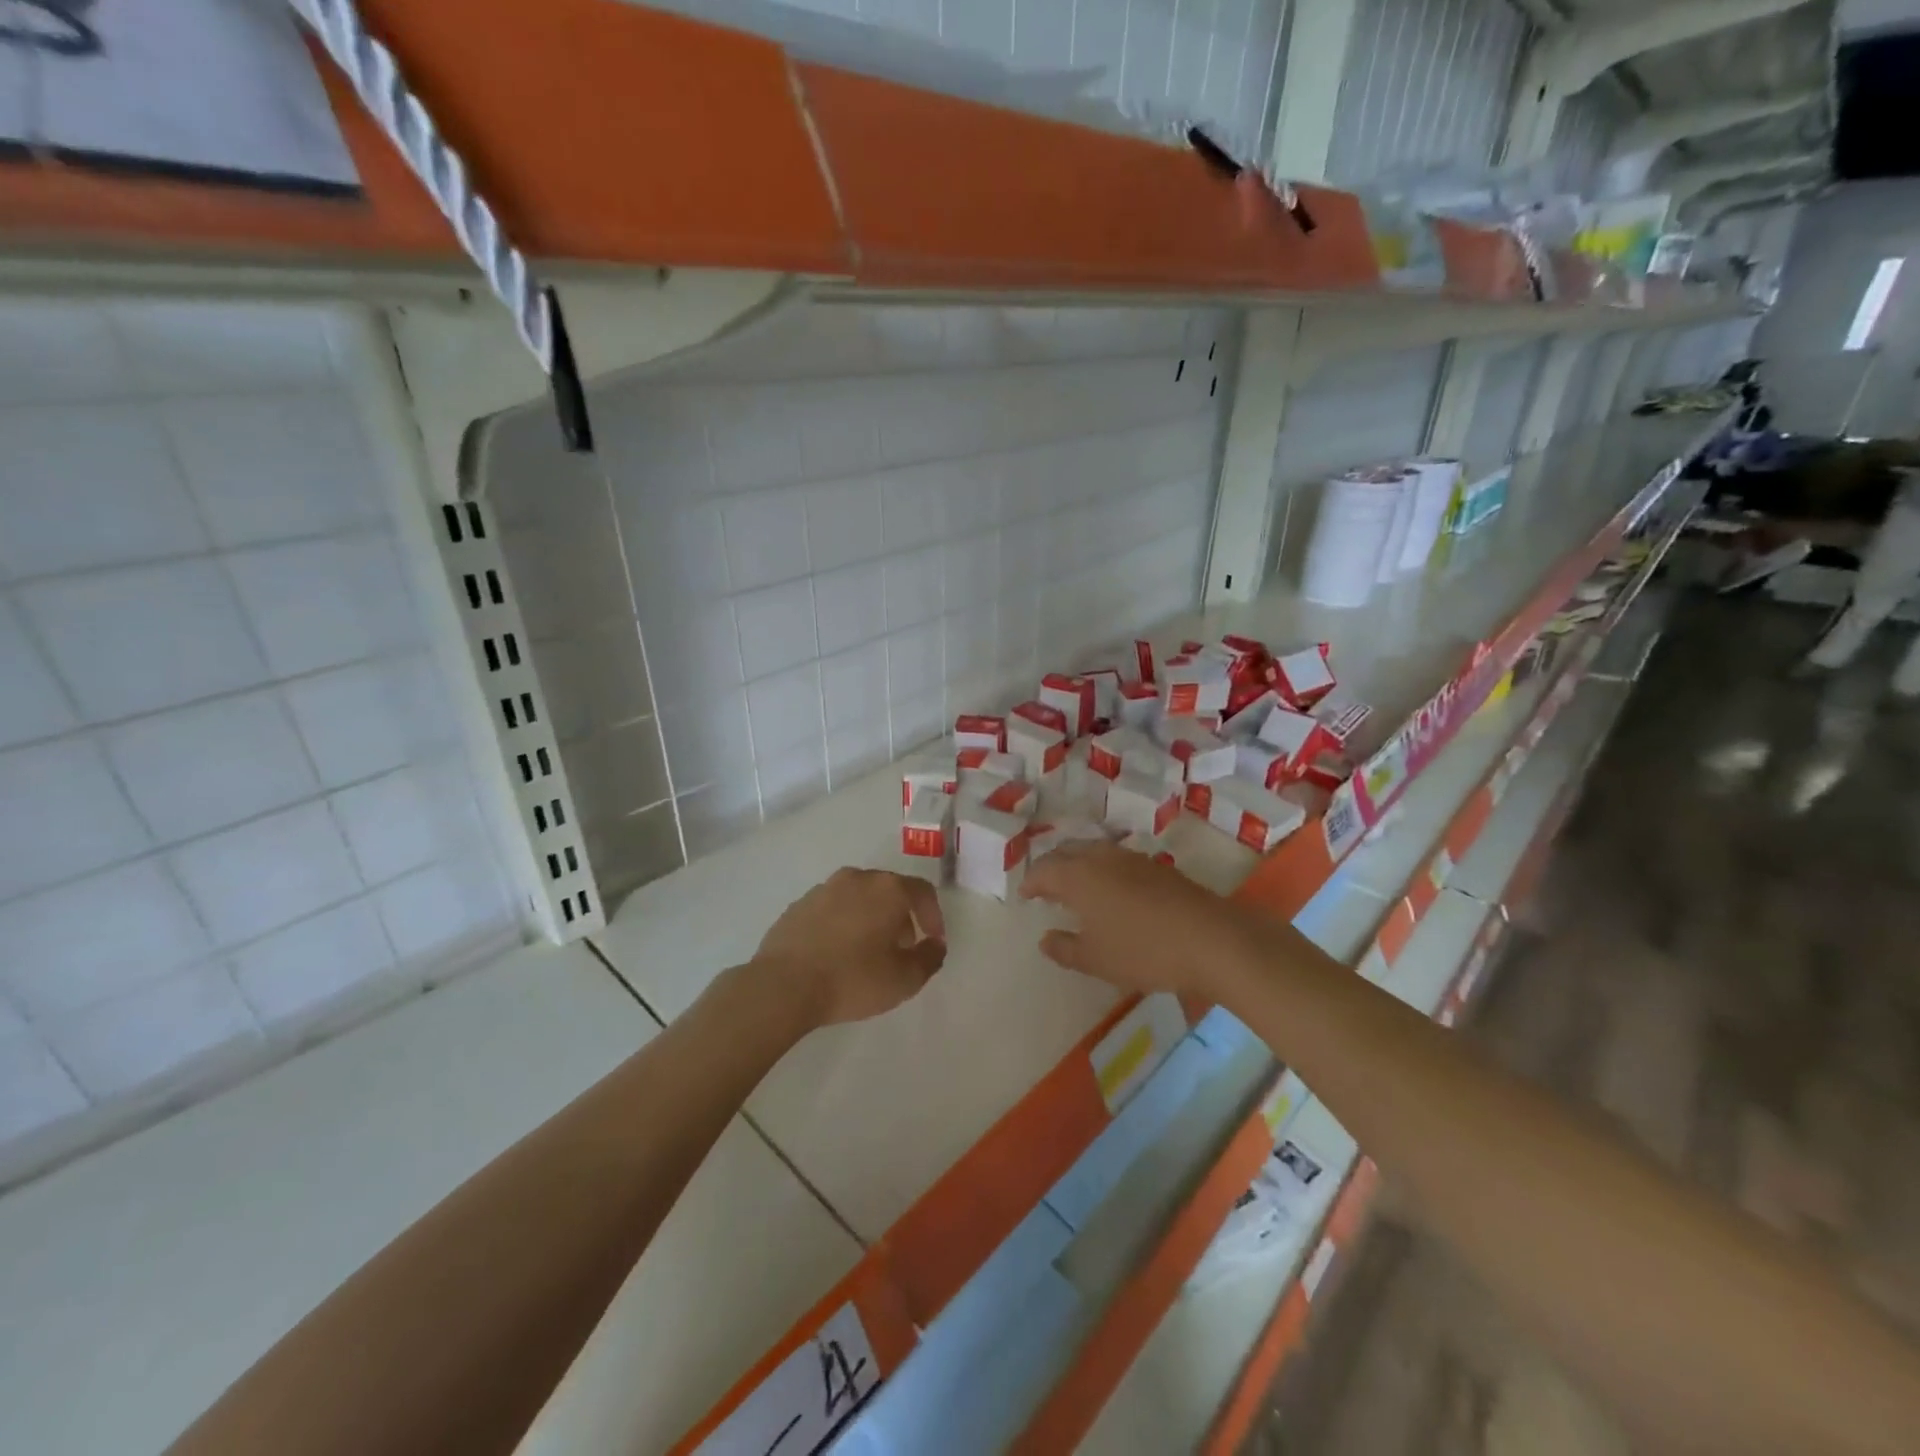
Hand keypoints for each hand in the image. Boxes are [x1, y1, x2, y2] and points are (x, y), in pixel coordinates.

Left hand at [750, 868, 947, 1029]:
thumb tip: (935, 945)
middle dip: (901, 917)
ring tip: (868, 953)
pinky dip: (842, 924)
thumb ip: (929, 959)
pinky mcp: (798, 905)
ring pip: (859, 898)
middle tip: (902, 948)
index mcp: (887, 888)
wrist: (783, 985)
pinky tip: (837, 954)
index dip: (933, 916)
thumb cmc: (852, 979)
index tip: (933, 941)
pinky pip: (832, 909)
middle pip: (889, 891)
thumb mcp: (904, 979)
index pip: (922, 891)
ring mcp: (823, 889)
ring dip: (870, 919)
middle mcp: (857, 878)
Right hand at [1020, 842, 1275, 1005]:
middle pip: (1067, 851)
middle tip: (1044, 884)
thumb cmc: (1144, 951)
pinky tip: (1110, 889)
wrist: (1212, 940)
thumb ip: (1065, 949)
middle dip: (1051, 865)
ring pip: (1093, 850)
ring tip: (1074, 884)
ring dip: (1078, 862)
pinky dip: (1101, 868)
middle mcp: (1102, 858)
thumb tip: (1045, 939)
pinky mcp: (1157, 866)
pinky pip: (1116, 858)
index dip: (1031, 882)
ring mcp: (1132, 858)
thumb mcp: (1096, 960)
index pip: (1044, 870)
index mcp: (1079, 876)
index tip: (1024, 895)